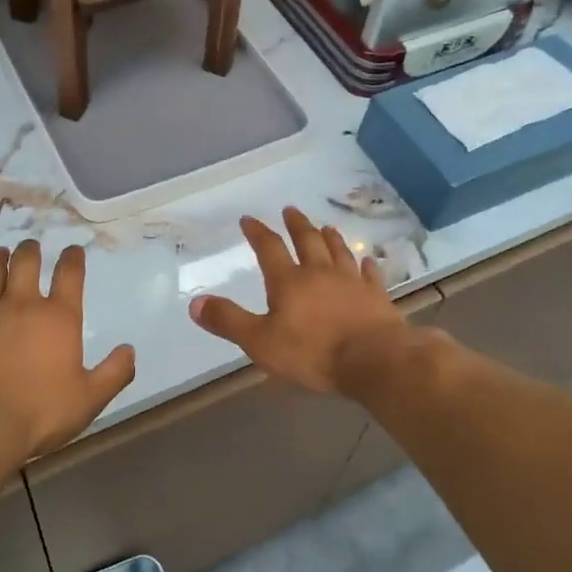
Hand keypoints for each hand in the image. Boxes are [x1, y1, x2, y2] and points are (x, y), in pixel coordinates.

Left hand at [0, 240, 136, 458]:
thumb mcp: (89, 399)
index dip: (73, 258)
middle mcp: (22, 304)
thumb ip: (114, 373)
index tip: (74, 250)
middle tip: (31, 246)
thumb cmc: (40, 413)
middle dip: (30, 250)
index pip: (70, 274)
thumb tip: (130, 350)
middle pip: (26, 262)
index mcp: (58, 318)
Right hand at [189, 207, 408, 393]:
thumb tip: (195, 302)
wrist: (374, 360)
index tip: (249, 219)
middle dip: (297, 225)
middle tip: (290, 210)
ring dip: (330, 238)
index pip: (269, 248)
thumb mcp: (260, 342)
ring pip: (339, 252)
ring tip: (326, 226)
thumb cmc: (313, 352)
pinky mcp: (376, 297)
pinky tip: (368, 261)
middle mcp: (320, 273)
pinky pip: (370, 275)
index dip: (258, 232)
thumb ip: (228, 321)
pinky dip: (367, 266)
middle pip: (307, 241)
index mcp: (289, 281)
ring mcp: (352, 282)